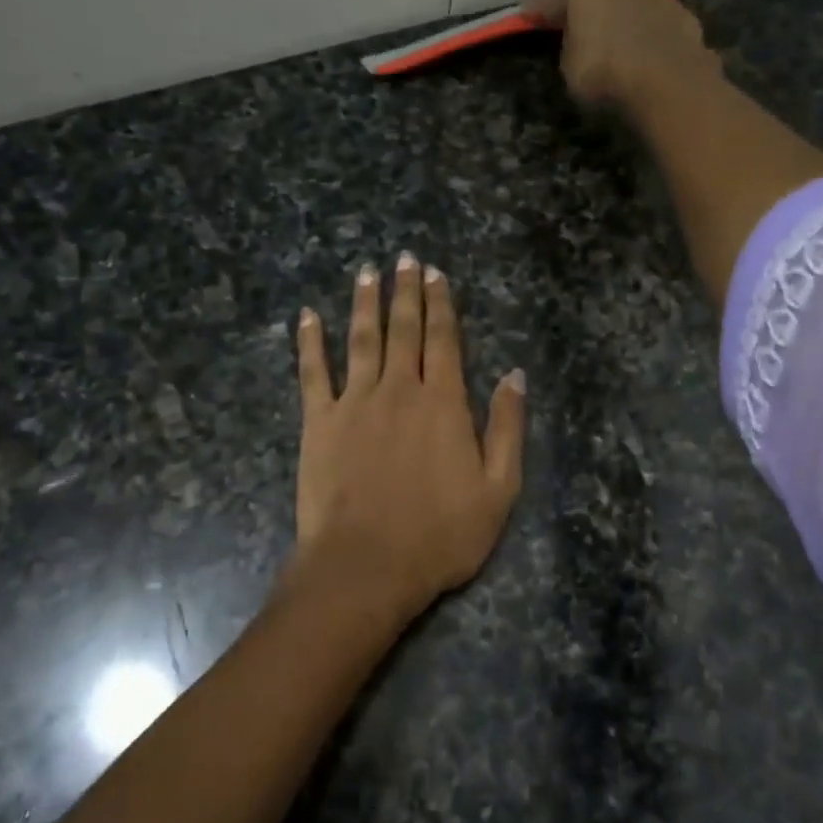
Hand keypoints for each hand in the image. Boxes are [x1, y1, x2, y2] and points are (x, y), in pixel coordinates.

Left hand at [293, 253, 525, 625]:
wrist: (367, 565)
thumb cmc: (440, 534)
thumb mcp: (498, 489)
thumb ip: (507, 428)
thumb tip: (515, 375)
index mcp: (444, 403)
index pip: (444, 340)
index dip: (441, 304)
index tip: (436, 274)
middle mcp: (400, 390)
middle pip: (404, 330)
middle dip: (406, 291)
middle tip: (405, 258)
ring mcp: (355, 402)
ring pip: (362, 340)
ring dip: (365, 303)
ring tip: (367, 272)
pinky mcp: (319, 422)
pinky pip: (313, 372)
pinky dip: (310, 342)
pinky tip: (307, 316)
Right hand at [524, 0, 720, 110]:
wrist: (667, 84)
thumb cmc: (604, 72)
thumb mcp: (568, 65)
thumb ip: (570, 44)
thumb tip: (578, 38)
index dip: (539, 12)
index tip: (527, 17)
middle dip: (586, 8)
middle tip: (574, 26)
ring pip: (629, 4)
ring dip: (620, 18)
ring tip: (613, 40)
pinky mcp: (684, 17)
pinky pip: (654, 25)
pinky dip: (645, 34)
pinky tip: (642, 52)